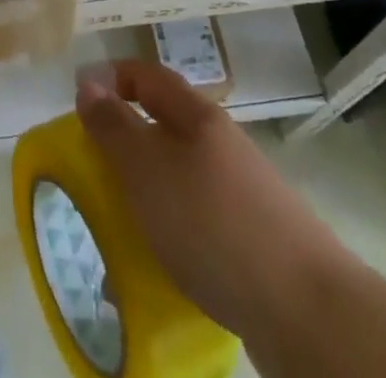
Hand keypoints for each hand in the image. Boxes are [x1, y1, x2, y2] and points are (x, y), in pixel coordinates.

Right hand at [77, 61, 344, 348]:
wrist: (306, 309)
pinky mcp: (254, 240)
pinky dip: (173, 234)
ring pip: (180, 178)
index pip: (148, 75)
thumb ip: (113, 126)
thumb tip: (88, 82)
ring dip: (147, 194)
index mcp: (197, 116)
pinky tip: (162, 267)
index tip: (78, 101)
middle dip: (125, 143)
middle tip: (91, 171)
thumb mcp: (148, 169)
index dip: (112, 77)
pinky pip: (199, 223)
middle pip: (164, 126)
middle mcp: (221, 144)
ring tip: (119, 229)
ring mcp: (242, 192)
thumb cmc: (213, 223)